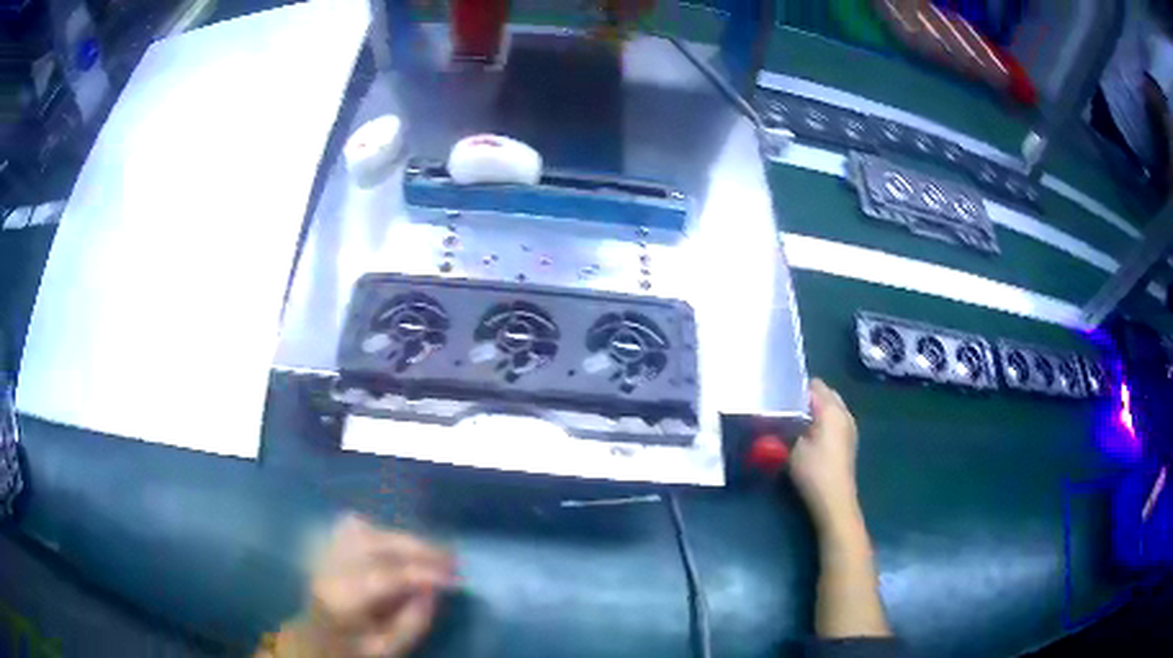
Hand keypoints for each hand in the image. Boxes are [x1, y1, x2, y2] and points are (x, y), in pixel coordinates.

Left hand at [270, 514, 454, 657]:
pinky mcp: (325, 546)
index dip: (423, 573)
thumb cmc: (354, 649)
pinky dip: (382, 532)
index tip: (455, 579)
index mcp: (341, 599)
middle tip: (452, 559)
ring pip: (366, 530)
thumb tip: (434, 590)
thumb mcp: (387, 648)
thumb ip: (413, 622)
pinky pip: (355, 527)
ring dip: (402, 539)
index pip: (386, 576)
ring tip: (431, 552)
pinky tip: (399, 545)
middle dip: (418, 548)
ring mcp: (324, 553)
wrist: (314, 640)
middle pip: (375, 545)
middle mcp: (329, 569)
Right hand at [789, 379, 862, 535]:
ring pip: (832, 405)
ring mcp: (850, 426)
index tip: (779, 397)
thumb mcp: (792, 447)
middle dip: (808, 396)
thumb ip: (787, 424)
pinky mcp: (849, 439)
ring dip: (817, 408)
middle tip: (786, 408)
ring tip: (796, 420)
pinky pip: (836, 417)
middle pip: (826, 392)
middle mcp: (844, 412)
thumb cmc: (813, 471)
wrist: (834, 499)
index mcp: (832, 409)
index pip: (814, 385)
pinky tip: (810, 433)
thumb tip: (781, 413)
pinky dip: (824, 418)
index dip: (795, 388)